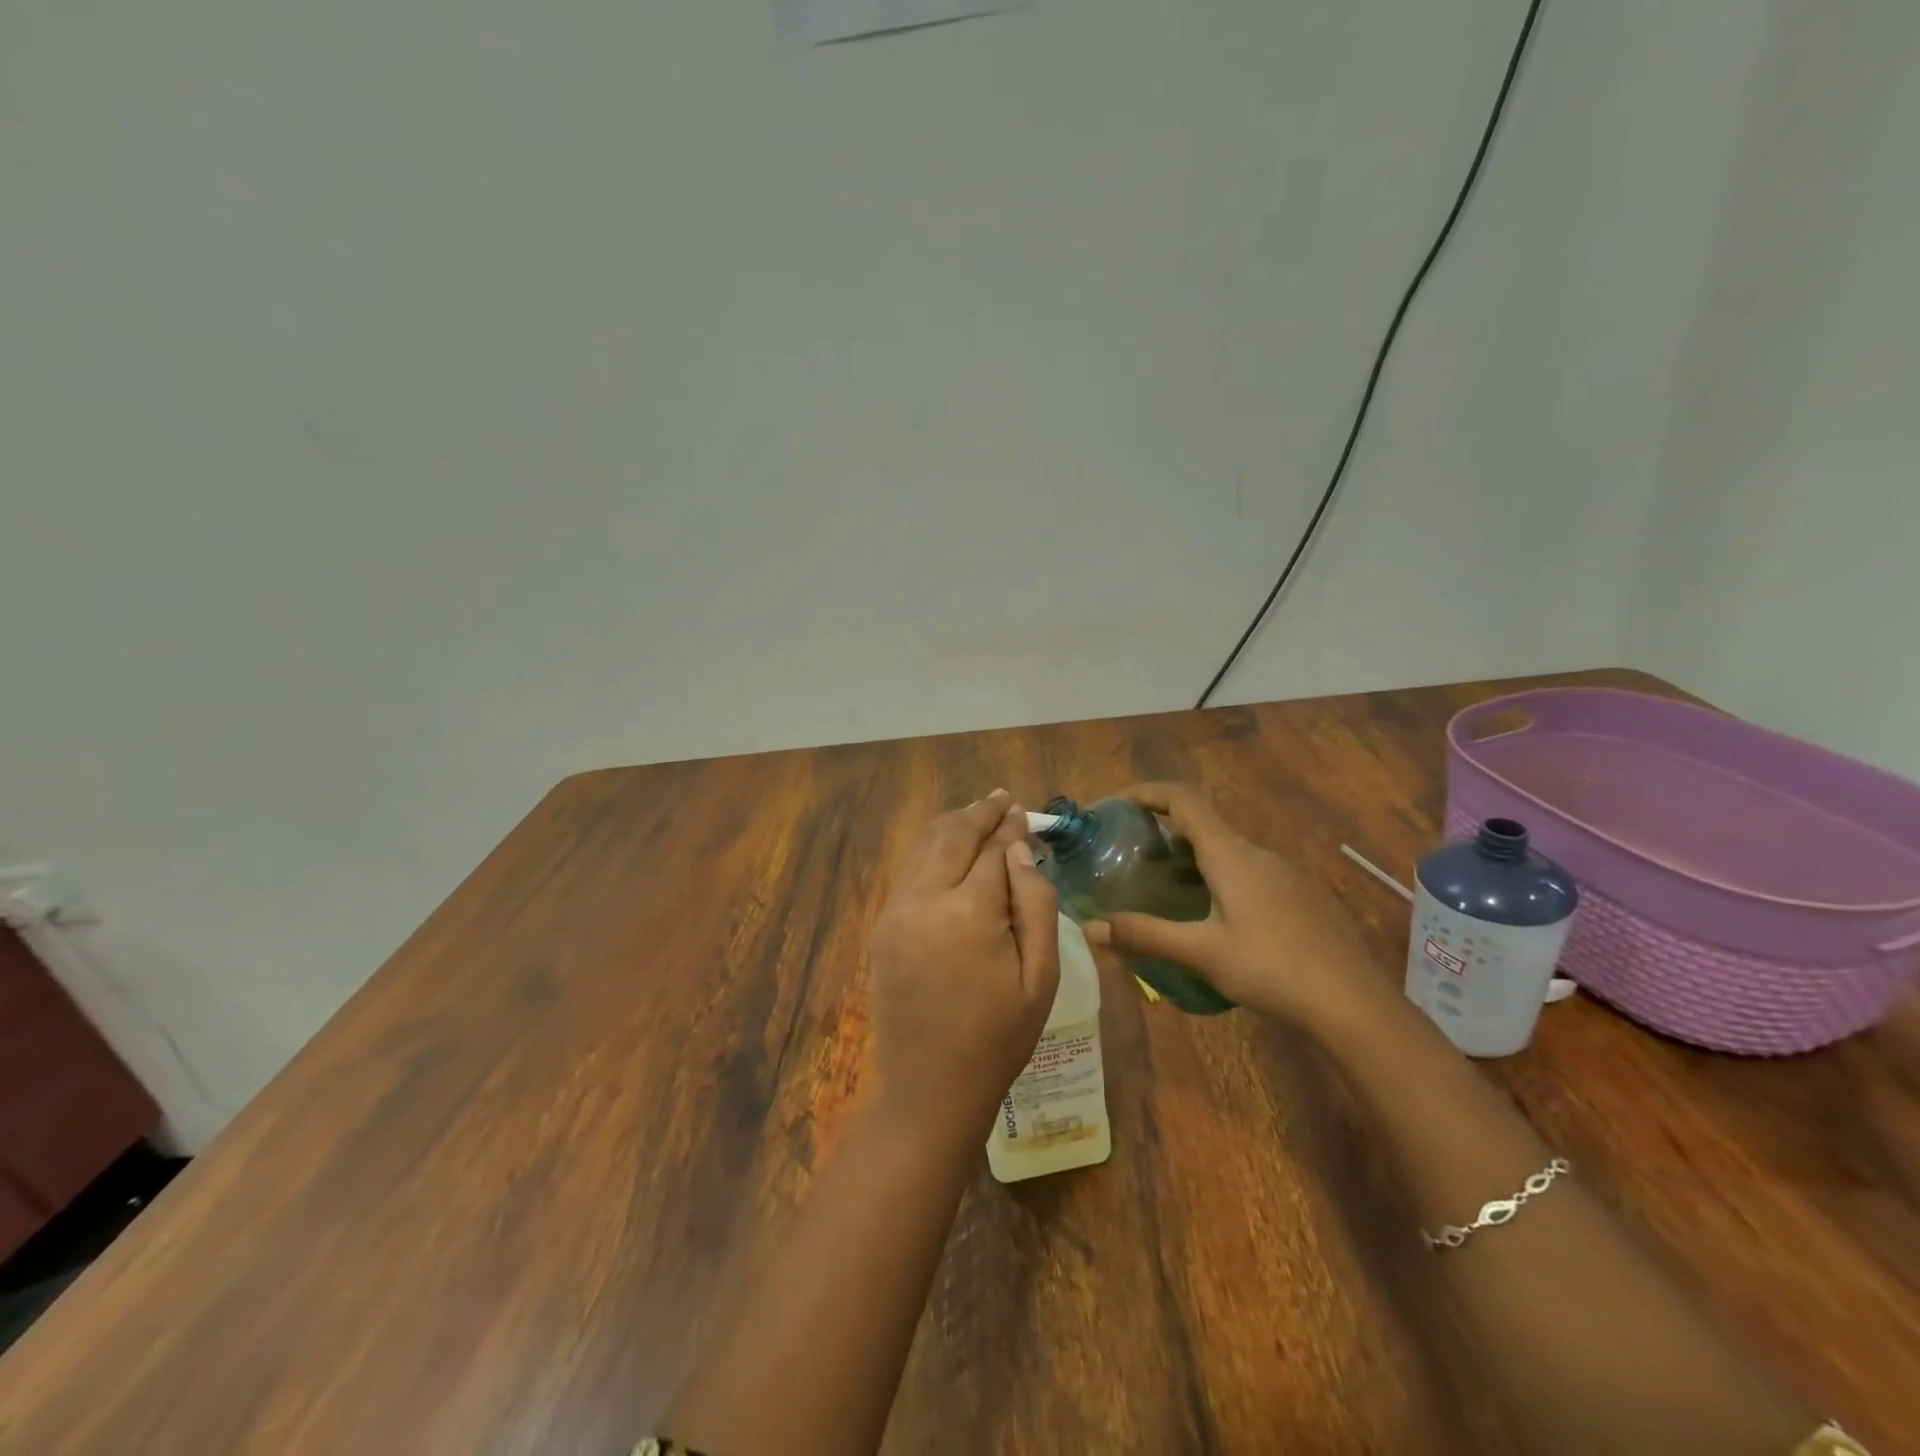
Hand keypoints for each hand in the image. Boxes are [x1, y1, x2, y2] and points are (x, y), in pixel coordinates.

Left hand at [868, 790, 1060, 1140]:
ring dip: (952, 825)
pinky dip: (931, 849)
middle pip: (952, 835)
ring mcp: (895, 911)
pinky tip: (949, 848)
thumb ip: (1034, 904)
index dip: (1011, 828)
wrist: (928, 1088)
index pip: (993, 850)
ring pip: (923, 846)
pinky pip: (909, 870)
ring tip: (978, 813)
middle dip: (979, 813)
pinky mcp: (882, 925)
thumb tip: (1020, 851)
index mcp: (968, 913)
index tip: (1024, 812)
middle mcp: (924, 899)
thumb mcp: (1040, 976)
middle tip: (1002, 799)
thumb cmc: (998, 1038)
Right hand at [1084, 782, 1388, 1031]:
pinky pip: (1248, 871)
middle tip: (1129, 855)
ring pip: (1226, 850)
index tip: (1114, 805)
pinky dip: (1217, 877)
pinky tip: (1212, 917)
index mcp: (1230, 854)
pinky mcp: (1300, 896)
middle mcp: (1257, 852)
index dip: (1146, 792)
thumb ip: (1145, 935)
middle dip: (1162, 829)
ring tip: (1162, 887)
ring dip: (1190, 856)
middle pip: (1203, 822)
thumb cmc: (1273, 969)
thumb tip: (1090, 928)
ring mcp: (1284, 873)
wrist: (1355, 1004)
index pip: (1183, 798)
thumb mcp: (1202, 953)